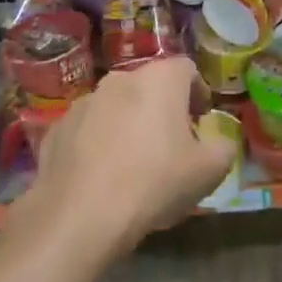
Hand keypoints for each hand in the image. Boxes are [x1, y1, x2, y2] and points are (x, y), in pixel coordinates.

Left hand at [13, 58, 229, 261]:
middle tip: (171, 144)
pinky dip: (97, 144)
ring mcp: (83, 102)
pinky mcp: (57, 128)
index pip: (187, 69)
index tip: (201, 120)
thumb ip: (224, 147)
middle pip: (149, 86)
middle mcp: (119, 80)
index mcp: (159, 80)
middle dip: (162, 109)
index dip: (198, 92)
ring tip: (132, 164)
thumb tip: (219, 141)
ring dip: (127, 124)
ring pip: (115, 107)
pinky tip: (101, 177)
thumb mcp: (209, 171)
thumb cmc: (155, 182)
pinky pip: (87, 130)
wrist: (81, 213)